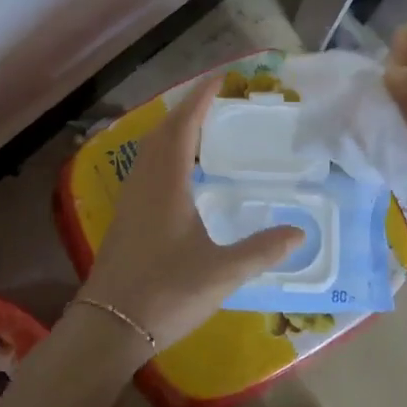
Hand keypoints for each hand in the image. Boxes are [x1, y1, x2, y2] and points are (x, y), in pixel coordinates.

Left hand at [76, 74, 304, 356]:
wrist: (107, 328)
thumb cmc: (165, 293)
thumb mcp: (222, 272)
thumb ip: (262, 250)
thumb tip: (300, 233)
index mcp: (166, 184)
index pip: (184, 126)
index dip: (201, 98)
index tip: (221, 78)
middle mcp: (145, 183)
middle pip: (164, 132)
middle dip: (188, 110)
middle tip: (217, 100)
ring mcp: (130, 201)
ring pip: (151, 151)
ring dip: (174, 131)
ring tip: (202, 129)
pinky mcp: (125, 219)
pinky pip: (147, 169)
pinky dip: (166, 155)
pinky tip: (181, 175)